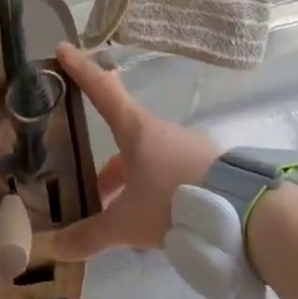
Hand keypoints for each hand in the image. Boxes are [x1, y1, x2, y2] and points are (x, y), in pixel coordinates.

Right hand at [50, 43, 218, 261]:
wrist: (244, 214)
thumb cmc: (174, 203)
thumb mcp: (126, 224)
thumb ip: (89, 236)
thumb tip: (54, 248)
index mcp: (136, 131)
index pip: (102, 92)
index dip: (81, 71)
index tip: (64, 49)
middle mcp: (162, 133)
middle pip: (124, 140)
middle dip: (106, 168)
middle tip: (92, 191)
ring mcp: (188, 149)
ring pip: (148, 163)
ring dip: (131, 187)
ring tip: (122, 222)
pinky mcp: (208, 169)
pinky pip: (171, 178)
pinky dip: (156, 197)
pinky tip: (154, 229)